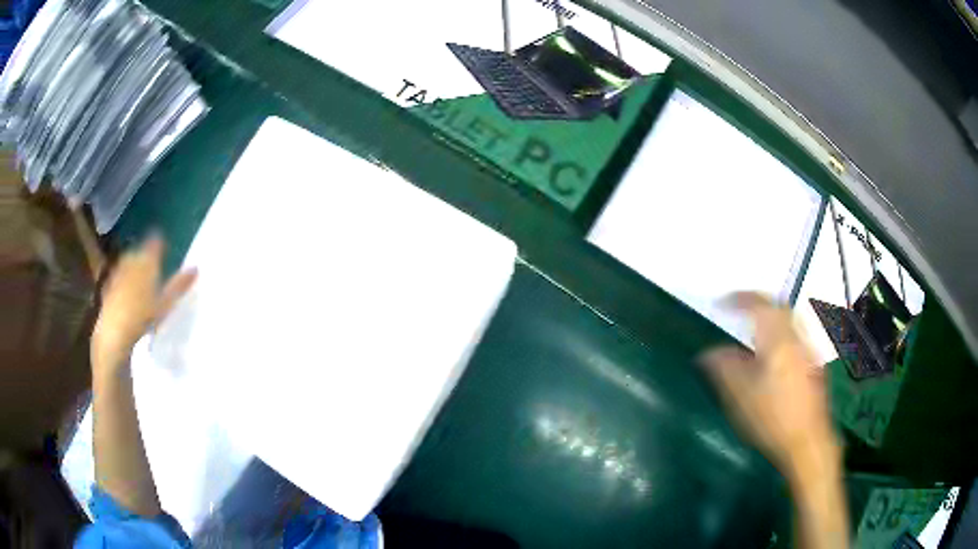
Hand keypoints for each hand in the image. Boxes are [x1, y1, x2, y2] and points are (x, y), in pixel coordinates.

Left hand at [91, 234, 195, 381]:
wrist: (115, 331)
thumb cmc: (143, 317)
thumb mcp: (166, 303)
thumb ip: (179, 285)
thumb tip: (196, 268)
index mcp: (147, 261)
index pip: (155, 243)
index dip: (159, 243)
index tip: (163, 246)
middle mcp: (132, 260)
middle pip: (140, 252)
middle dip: (145, 255)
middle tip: (153, 265)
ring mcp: (119, 271)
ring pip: (128, 262)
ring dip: (134, 266)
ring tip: (140, 278)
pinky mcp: (109, 284)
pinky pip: (118, 275)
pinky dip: (123, 279)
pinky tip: (126, 290)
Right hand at [702, 293, 837, 475]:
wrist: (808, 441)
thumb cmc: (773, 419)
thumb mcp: (741, 397)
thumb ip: (724, 369)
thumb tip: (708, 353)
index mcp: (778, 340)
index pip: (759, 305)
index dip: (739, 299)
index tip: (721, 303)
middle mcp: (797, 338)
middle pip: (779, 307)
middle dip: (758, 303)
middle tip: (740, 309)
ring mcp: (809, 351)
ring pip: (790, 321)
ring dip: (771, 317)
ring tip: (755, 329)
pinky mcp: (814, 365)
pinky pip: (796, 335)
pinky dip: (781, 332)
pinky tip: (774, 353)